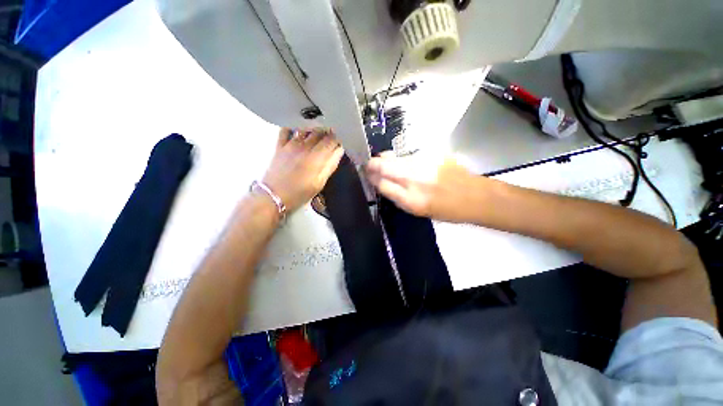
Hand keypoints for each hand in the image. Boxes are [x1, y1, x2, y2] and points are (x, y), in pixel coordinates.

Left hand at [262, 128, 343, 213]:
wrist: (274, 196)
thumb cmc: (299, 193)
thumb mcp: (319, 183)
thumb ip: (330, 165)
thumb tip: (339, 150)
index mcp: (316, 156)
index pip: (331, 140)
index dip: (339, 137)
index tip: (343, 138)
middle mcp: (305, 146)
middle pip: (320, 132)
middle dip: (329, 131)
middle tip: (334, 134)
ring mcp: (291, 144)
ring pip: (306, 128)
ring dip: (315, 127)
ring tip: (320, 130)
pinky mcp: (280, 145)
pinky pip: (287, 130)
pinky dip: (295, 127)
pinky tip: (300, 129)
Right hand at [365, 152, 478, 222]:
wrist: (475, 196)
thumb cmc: (446, 210)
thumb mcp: (418, 211)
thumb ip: (398, 197)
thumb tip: (382, 183)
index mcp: (411, 200)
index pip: (381, 184)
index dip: (371, 178)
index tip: (366, 175)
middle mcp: (415, 180)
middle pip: (384, 166)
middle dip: (372, 164)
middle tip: (368, 165)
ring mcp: (424, 164)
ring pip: (395, 158)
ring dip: (385, 159)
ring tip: (383, 161)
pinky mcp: (433, 154)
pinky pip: (409, 155)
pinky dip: (402, 158)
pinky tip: (405, 162)